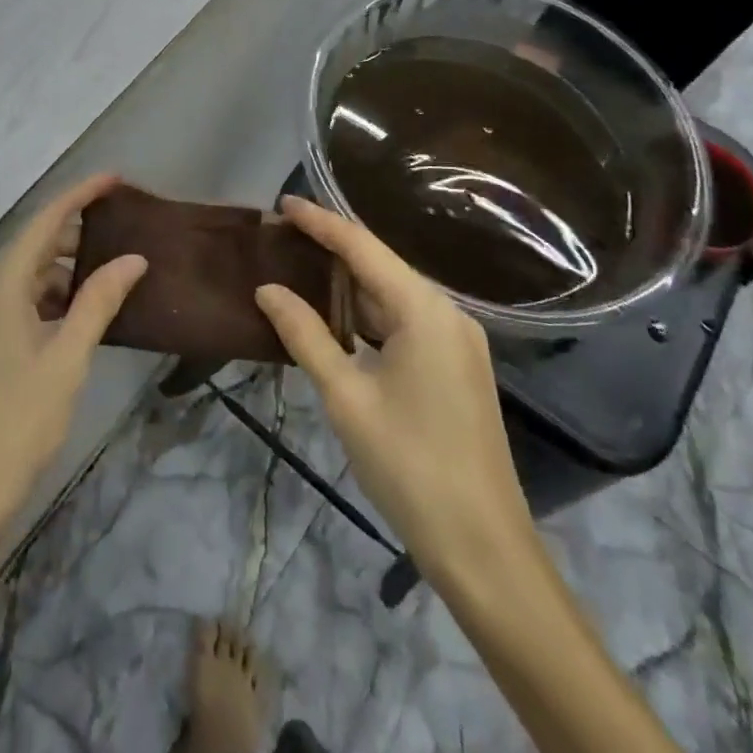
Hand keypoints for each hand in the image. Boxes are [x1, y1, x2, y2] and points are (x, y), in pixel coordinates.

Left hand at [0, 173, 146, 544]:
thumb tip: (133, 258)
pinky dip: (45, 296)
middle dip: (75, 232)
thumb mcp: (68, 358)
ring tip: (107, 272)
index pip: (45, 220)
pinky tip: (75, 312)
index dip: (80, 194)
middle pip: (32, 244)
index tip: (115, 178)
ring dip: (62, 268)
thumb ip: (99, 301)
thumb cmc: (16, 423)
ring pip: (23, 274)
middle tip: (122, 228)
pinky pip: (13, 300)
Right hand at [254, 198, 536, 583]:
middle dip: (330, 250)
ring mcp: (457, 342)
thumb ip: (305, 335)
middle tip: (281, 238)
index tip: (281, 204)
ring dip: (347, 285)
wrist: (484, 548)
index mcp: (424, 311)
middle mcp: (447, 314)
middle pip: (380, 266)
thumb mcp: (346, 397)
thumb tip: (268, 290)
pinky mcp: (457, 367)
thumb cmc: (409, 465)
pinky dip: (367, 315)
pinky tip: (336, 319)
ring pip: (392, 296)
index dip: (320, 222)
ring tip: (298, 269)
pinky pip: (404, 322)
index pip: (362, 247)